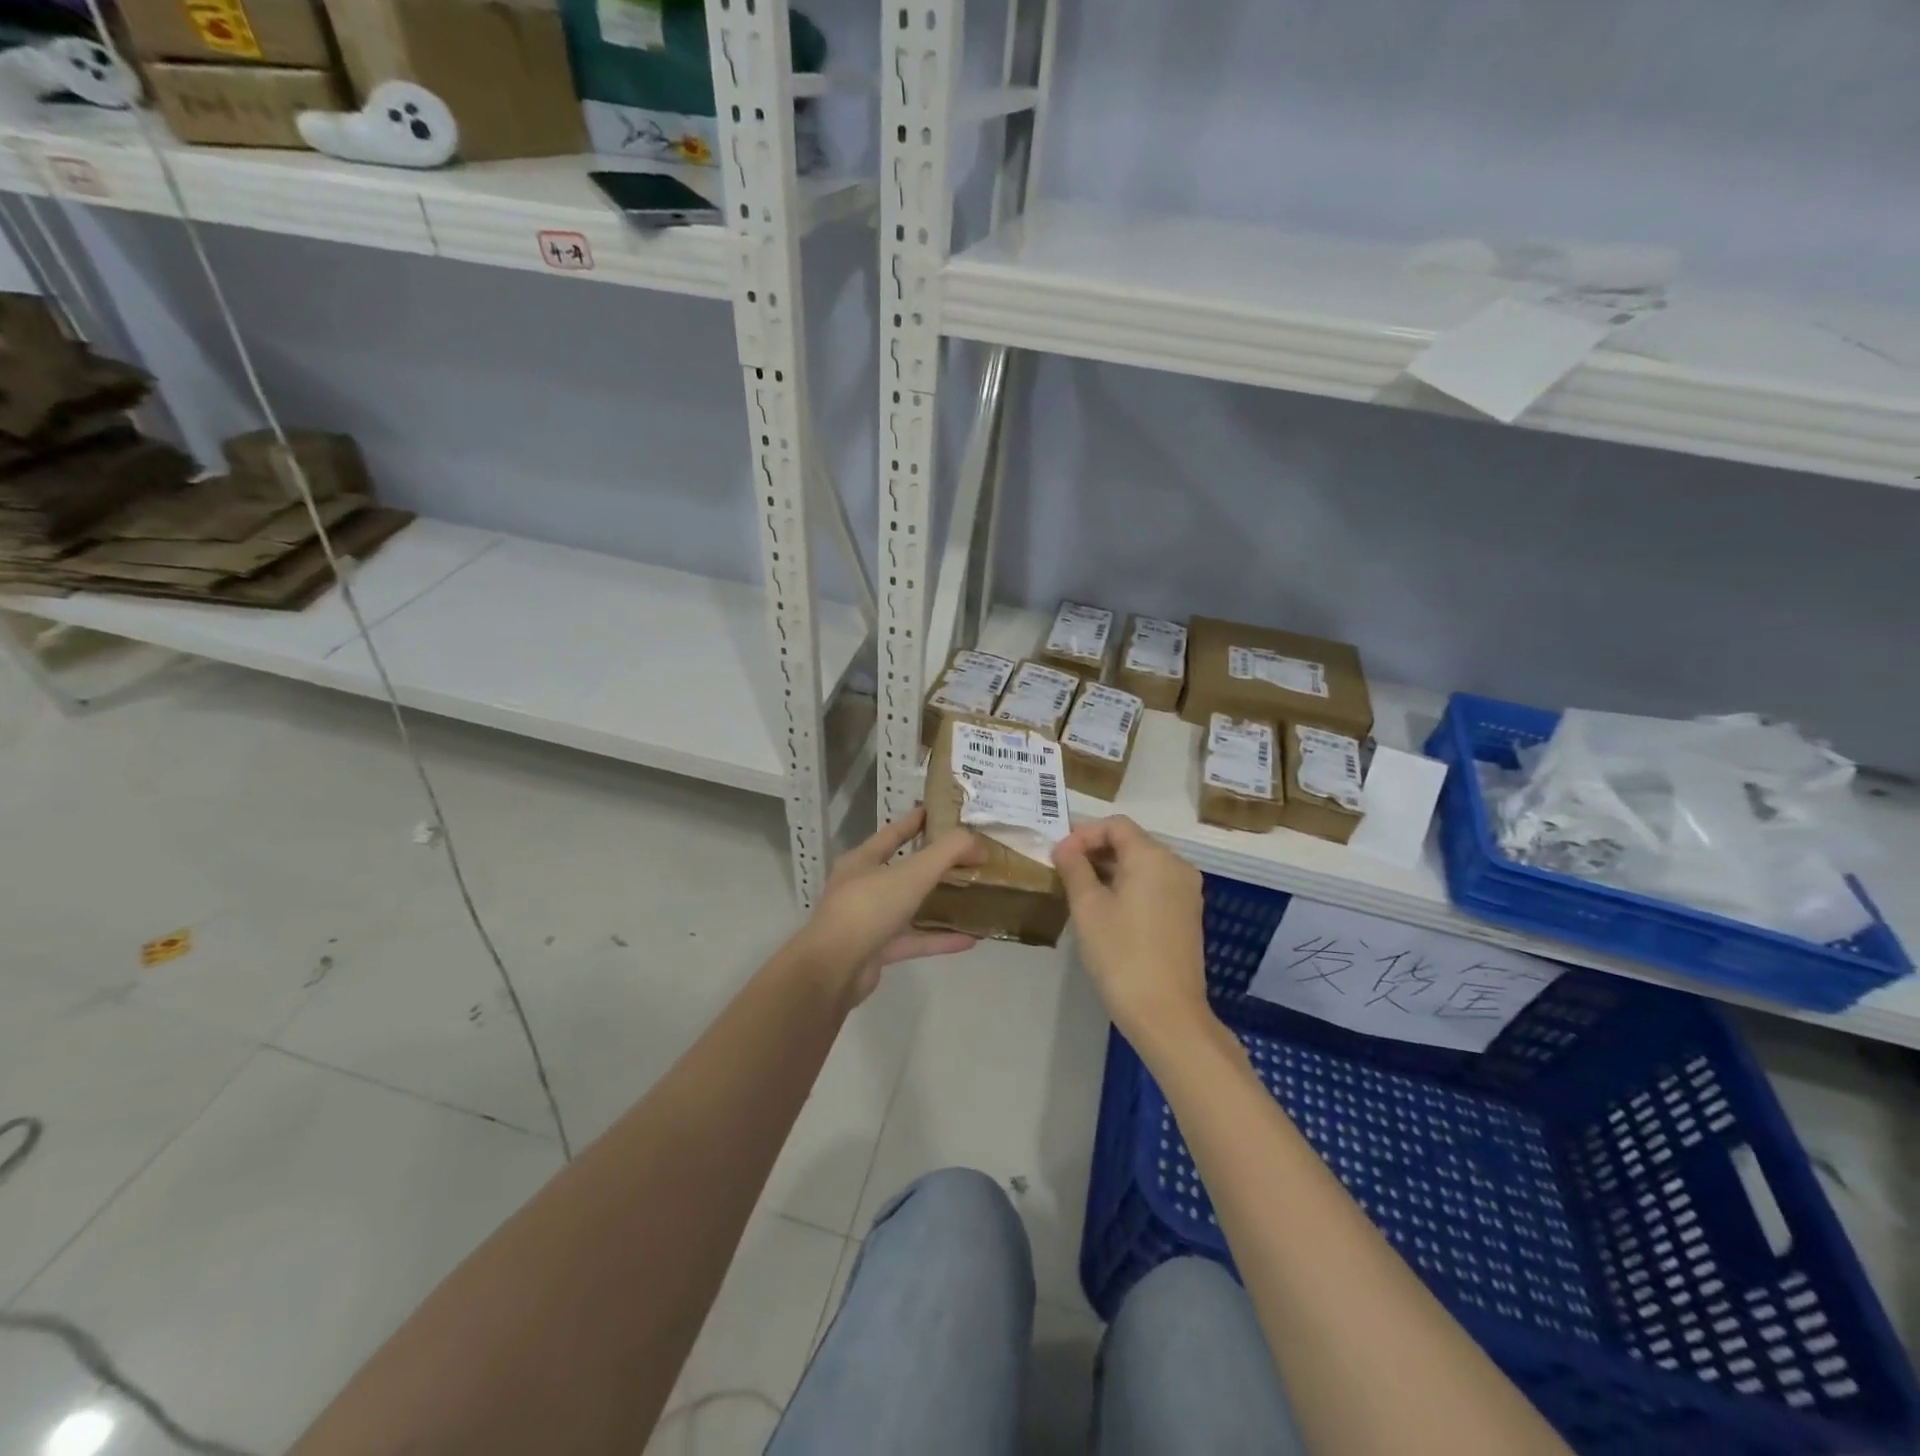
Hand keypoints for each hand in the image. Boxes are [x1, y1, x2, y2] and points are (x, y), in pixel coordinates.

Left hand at [796, 807, 982, 1003]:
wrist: (833, 970)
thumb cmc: (868, 908)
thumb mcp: (912, 873)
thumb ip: (947, 853)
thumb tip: (976, 842)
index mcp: (862, 861)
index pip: (892, 834)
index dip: (915, 821)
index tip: (938, 812)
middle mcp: (862, 887)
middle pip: (902, 870)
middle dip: (932, 864)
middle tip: (965, 857)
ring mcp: (868, 921)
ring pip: (909, 907)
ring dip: (938, 904)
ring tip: (971, 897)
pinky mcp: (876, 951)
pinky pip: (913, 940)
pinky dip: (938, 939)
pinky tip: (969, 940)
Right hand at [1054, 816, 1211, 1051]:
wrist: (1166, 1013)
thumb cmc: (1121, 954)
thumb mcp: (1088, 907)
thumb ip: (1074, 869)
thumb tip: (1065, 847)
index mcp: (1153, 857)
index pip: (1116, 825)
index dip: (1083, 833)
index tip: (1059, 856)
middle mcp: (1177, 866)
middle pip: (1132, 842)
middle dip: (1095, 850)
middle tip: (1064, 871)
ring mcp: (1186, 892)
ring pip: (1143, 864)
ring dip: (1110, 869)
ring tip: (1079, 889)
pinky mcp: (1187, 915)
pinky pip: (1154, 885)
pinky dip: (1129, 886)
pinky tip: (1106, 909)